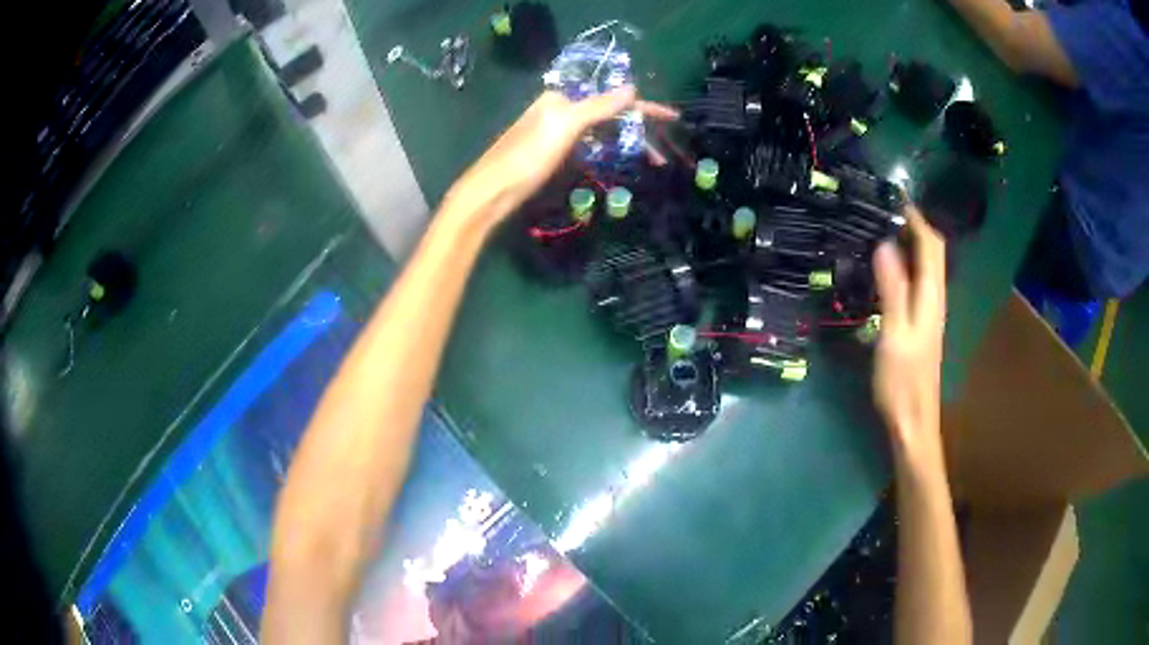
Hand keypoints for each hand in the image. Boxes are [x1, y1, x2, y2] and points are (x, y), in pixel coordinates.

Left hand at [443, 87, 678, 226]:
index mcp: (562, 98)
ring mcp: (556, 134)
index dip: (643, 107)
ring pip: (600, 134)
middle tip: (661, 155)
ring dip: (626, 146)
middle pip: (608, 115)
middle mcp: (560, 110)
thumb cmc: (527, 156)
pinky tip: (620, 165)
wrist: (491, 193)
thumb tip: (632, 87)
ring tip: (650, 162)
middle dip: (637, 131)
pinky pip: (589, 149)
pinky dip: (607, 155)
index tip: (673, 118)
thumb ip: (599, 105)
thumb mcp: (566, 125)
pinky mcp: (553, 156)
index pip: (612, 97)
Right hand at [872, 206, 946, 467]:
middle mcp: (935, 297)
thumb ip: (892, 289)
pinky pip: (917, 280)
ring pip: (925, 265)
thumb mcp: (894, 333)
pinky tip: (886, 267)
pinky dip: (905, 263)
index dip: (915, 218)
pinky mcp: (921, 321)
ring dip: (909, 243)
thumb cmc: (903, 380)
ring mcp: (929, 310)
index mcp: (931, 295)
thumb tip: (885, 244)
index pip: (931, 244)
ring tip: (880, 229)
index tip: (892, 197)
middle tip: (882, 210)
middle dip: (913, 225)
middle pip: (932, 251)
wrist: (913, 419)